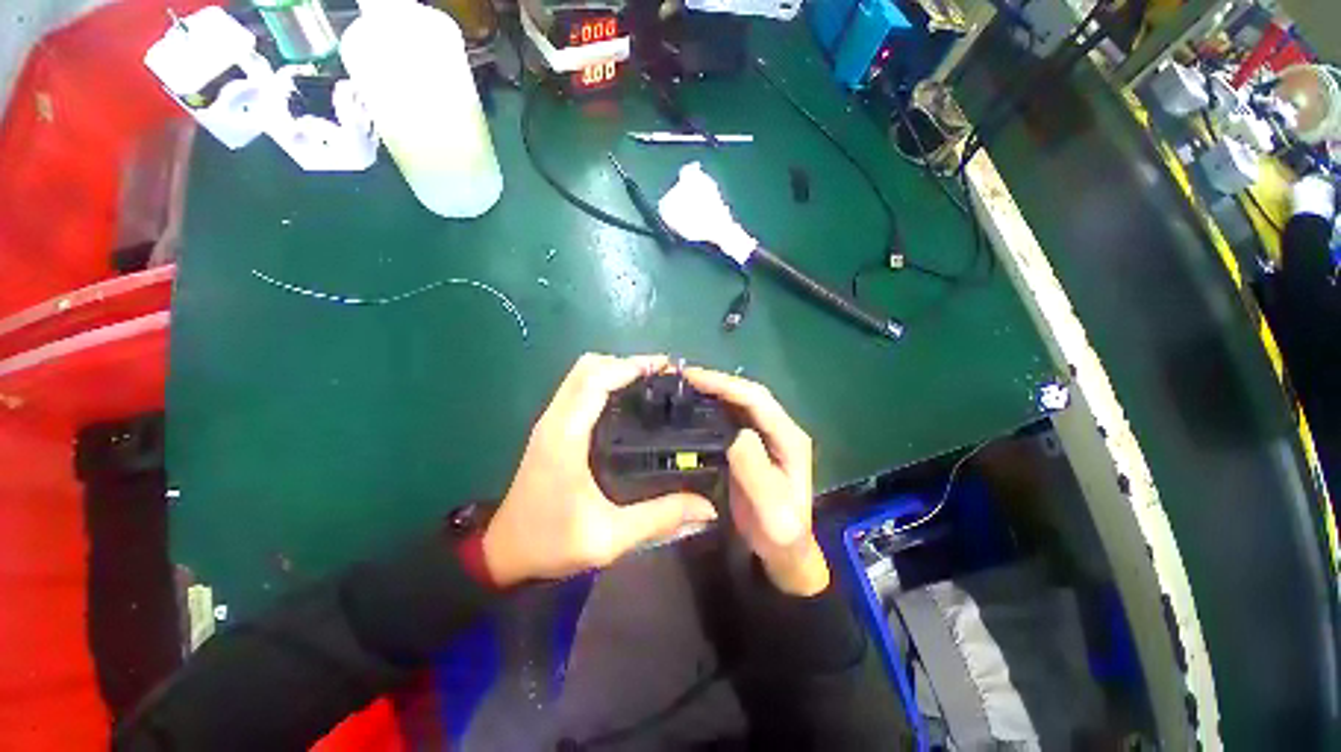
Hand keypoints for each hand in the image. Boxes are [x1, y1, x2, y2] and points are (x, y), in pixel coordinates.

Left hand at [482, 354, 718, 586]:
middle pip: (587, 367)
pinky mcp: (551, 429)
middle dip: (624, 362)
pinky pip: (577, 389)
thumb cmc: (550, 543)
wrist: (503, 554)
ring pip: (580, 375)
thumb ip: (659, 518)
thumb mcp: (609, 537)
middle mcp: (555, 420)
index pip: (595, 380)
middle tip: (661, 376)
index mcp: (565, 436)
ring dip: (613, 369)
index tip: (664, 367)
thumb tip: (707, 508)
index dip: (629, 366)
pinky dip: (603, 382)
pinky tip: (626, 401)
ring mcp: (550, 422)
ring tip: (649, 383)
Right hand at [684, 367, 828, 596]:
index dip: (725, 385)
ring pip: (739, 402)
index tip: (693, 377)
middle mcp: (779, 429)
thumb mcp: (770, 507)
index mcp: (789, 437)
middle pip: (748, 394)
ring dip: (714, 390)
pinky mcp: (752, 444)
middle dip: (717, 382)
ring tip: (684, 385)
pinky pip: (731, 417)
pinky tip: (694, 406)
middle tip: (682, 377)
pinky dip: (713, 406)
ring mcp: (766, 435)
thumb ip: (755, 470)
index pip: (757, 400)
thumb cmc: (778, 532)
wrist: (782, 550)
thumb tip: (735, 432)